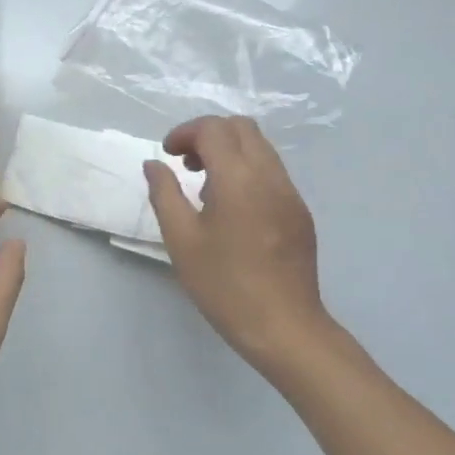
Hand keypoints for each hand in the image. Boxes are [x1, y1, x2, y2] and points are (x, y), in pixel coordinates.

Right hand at [143, 116, 336, 374]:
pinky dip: (246, 170)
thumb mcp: (181, 239)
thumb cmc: (224, 285)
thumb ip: (164, 194)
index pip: (214, 129)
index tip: (168, 155)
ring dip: (229, 151)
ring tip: (205, 185)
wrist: (283, 327)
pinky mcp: (299, 212)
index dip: (185, 132)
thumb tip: (154, 164)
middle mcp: (270, 176)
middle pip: (241, 127)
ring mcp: (290, 193)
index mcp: (238, 179)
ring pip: (260, 148)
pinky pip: (271, 172)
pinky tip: (230, 207)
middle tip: (185, 163)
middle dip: (208, 134)